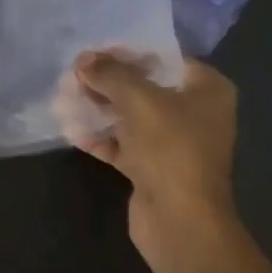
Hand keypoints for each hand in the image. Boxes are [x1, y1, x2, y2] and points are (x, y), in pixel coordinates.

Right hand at [59, 50, 238, 259]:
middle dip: (107, 82)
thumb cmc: (170, 148)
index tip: (93, 50)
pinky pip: (124, 145)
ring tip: (64, 98)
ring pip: (131, 117)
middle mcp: (196, 113)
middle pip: (145, 87)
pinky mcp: (154, 169)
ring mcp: (175, 144)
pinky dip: (101, 137)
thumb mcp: (139, 100)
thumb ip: (111, 74)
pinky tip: (72, 130)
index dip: (128, 52)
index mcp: (207, 89)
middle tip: (73, 75)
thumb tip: (84, 60)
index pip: (164, 58)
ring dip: (99, 109)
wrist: (180, 222)